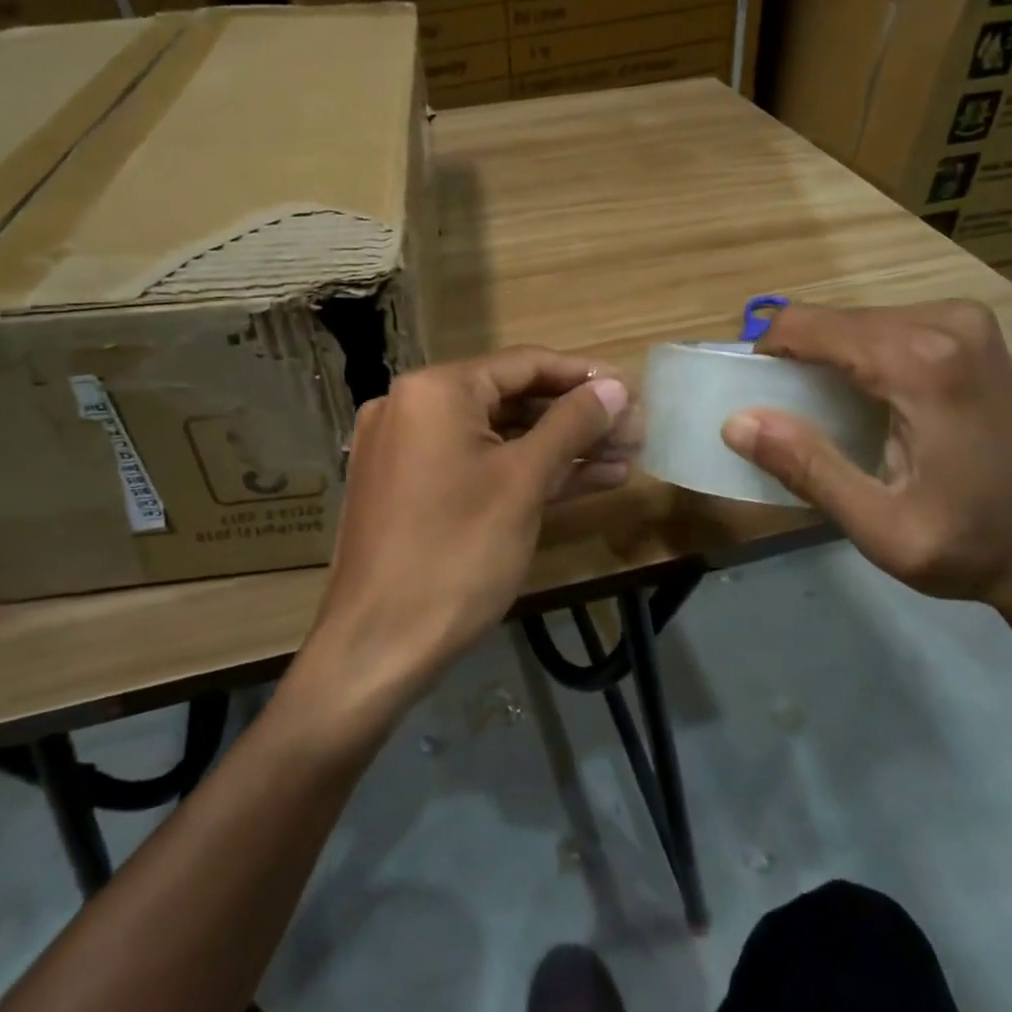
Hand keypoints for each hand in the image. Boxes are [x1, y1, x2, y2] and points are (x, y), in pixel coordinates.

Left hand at [292, 349, 637, 729]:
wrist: (377, 646)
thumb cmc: (456, 553)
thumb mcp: (523, 482)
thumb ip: (572, 425)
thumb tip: (616, 385)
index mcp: (434, 390)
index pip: (523, 364)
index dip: (583, 376)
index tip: (632, 389)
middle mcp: (413, 407)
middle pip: (511, 399)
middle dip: (576, 417)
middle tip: (634, 431)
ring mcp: (409, 450)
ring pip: (498, 437)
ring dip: (559, 448)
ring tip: (624, 458)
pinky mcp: (413, 489)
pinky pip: (478, 466)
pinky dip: (525, 473)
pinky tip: (583, 481)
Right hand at [720, 301, 1011, 621]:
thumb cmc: (970, 545)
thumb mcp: (880, 527)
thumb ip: (808, 469)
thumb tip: (735, 422)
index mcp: (921, 363)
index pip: (807, 326)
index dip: (766, 354)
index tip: (754, 398)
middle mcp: (944, 323)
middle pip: (830, 319)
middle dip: (794, 359)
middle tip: (787, 418)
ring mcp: (963, 320)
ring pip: (853, 320)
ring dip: (824, 358)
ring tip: (824, 415)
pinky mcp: (970, 330)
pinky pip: (883, 326)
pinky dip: (855, 356)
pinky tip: (866, 401)